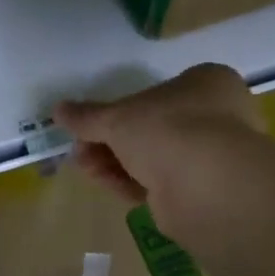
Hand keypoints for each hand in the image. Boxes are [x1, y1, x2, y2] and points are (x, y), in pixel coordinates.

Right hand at [54, 64, 263, 232]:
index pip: (157, 93)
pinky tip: (108, 185)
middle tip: (81, 152)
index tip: (90, 127)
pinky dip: (132, 183)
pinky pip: (160, 183)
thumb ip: (88, 116)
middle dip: (110, 142)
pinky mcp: (202, 191)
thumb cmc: (167, 130)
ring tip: (86, 169)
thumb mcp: (118, 118)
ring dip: (116, 163)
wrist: (206, 185)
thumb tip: (58, 110)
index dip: (119, 111)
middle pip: (150, 129)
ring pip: (153, 158)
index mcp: (206, 83)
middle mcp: (216, 116)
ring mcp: (211, 156)